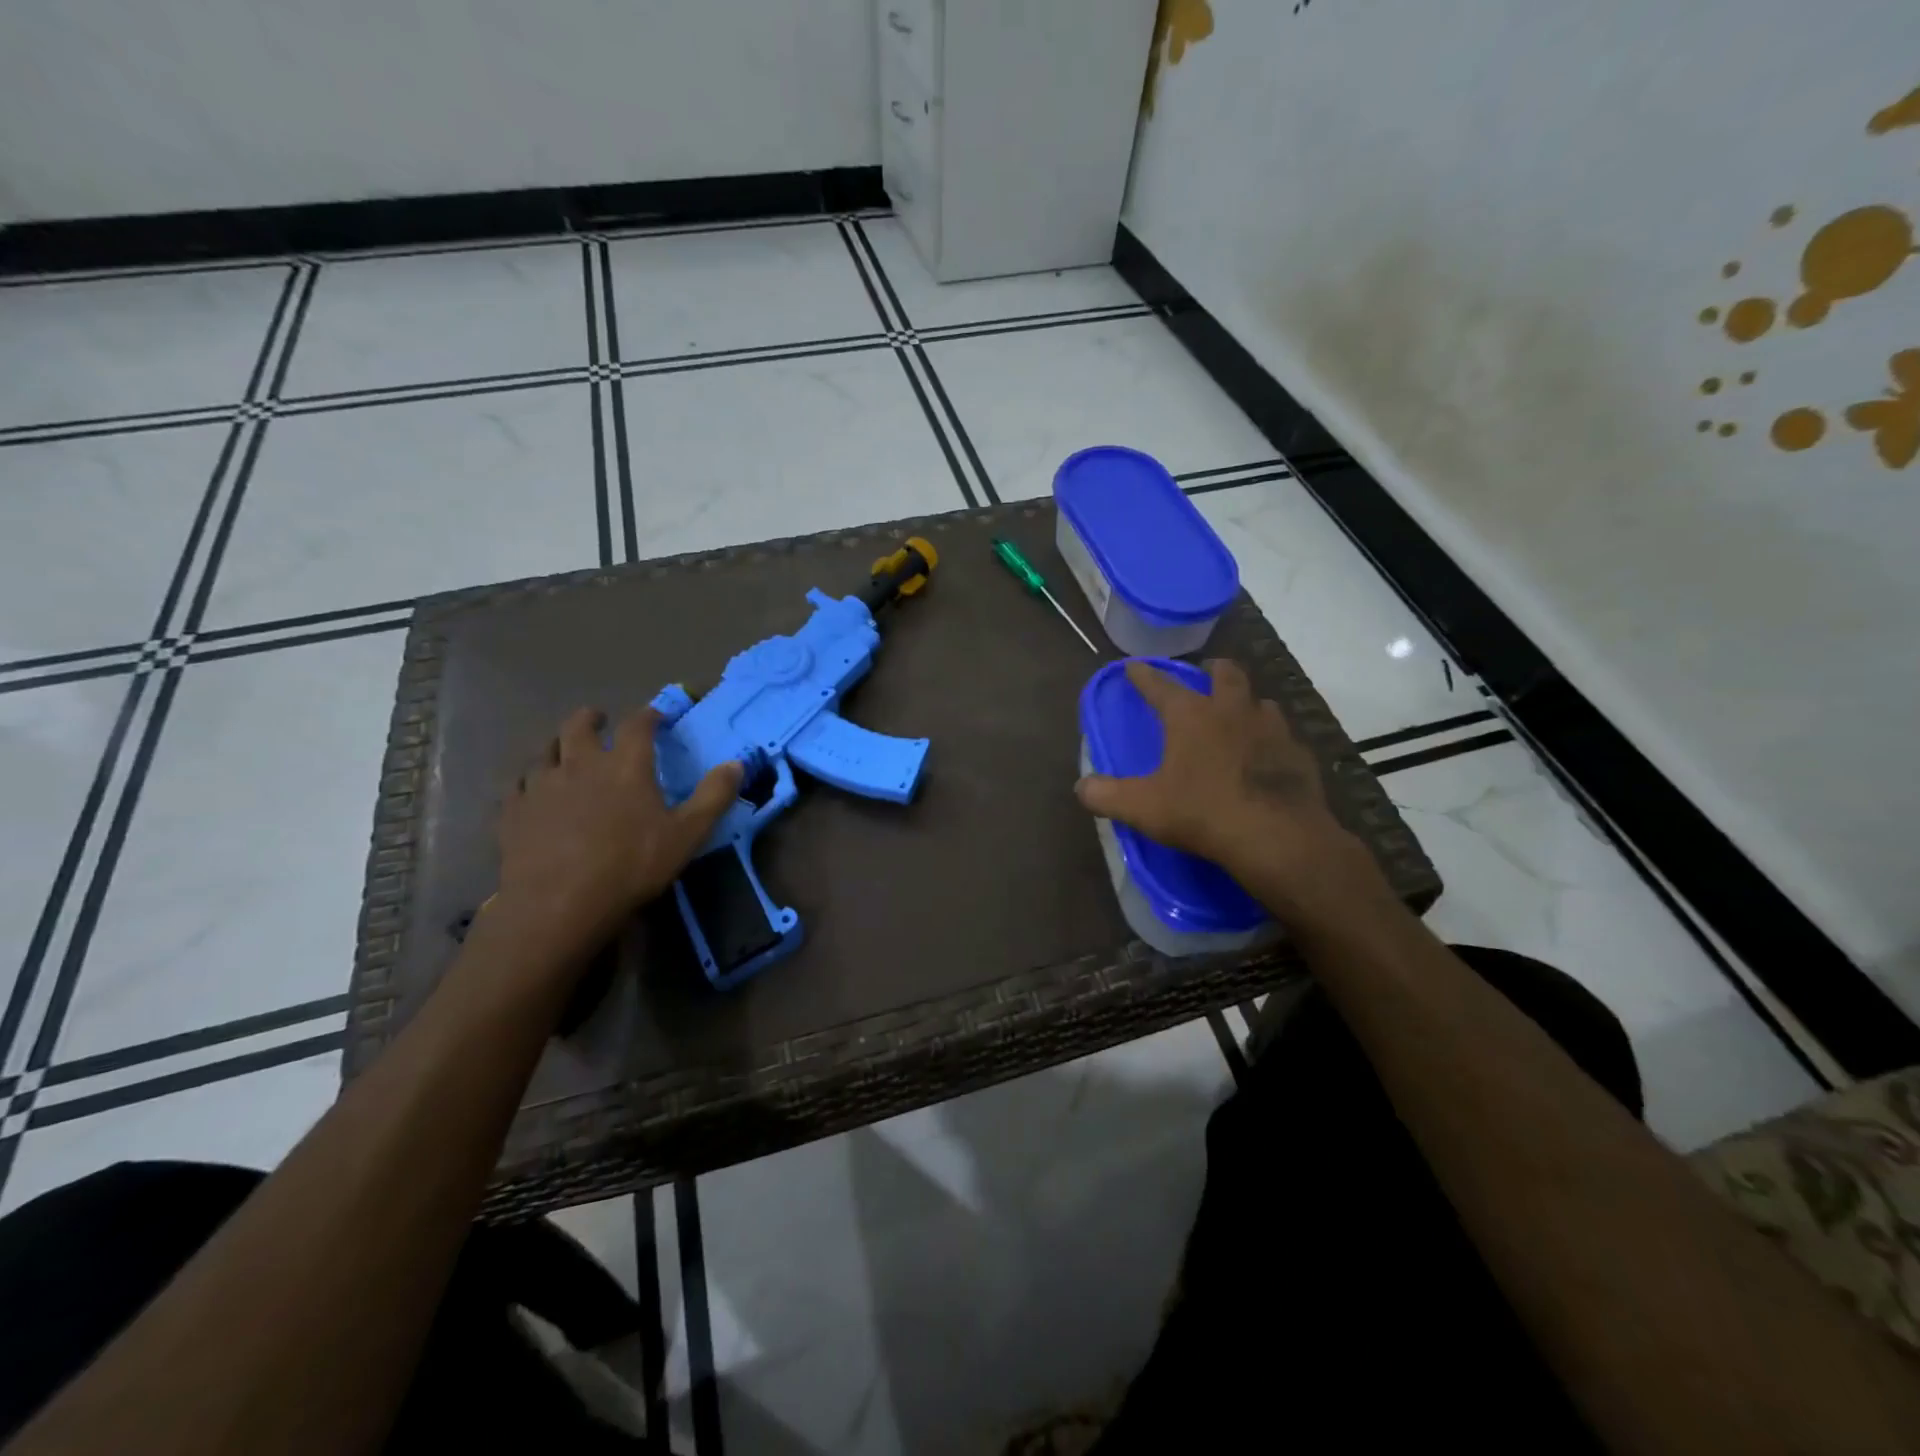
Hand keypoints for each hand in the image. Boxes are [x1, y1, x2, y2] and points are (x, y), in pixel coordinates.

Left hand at [491, 707, 741, 972]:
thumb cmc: (631, 866)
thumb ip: (714, 796)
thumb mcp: (687, 834)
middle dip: (591, 718)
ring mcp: (540, 786)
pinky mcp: (513, 812)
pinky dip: (528, 781)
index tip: (656, 715)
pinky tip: (532, 792)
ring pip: (544, 752)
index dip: (648, 715)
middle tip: (599, 720)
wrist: (559, 905)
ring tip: (565, 753)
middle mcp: (579, 764)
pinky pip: (517, 786)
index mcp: (624, 764)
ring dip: (558, 746)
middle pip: (577, 726)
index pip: (637, 724)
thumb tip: (737, 763)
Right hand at [1074, 659, 1385, 919]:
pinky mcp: (1299, 754)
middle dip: (1213, 670)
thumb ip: (1107, 795)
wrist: (1276, 837)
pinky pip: (1285, 737)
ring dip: (1247, 703)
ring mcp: (1272, 729)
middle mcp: (1232, 710)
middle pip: (1226, 674)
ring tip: (1239, 715)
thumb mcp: (1143, 807)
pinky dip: (1272, 740)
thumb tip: (1081, 787)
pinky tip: (1268, 756)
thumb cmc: (1202, 813)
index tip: (1134, 666)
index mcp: (1191, 716)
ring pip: (1261, 702)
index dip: (1144, 676)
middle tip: (1206, 673)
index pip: (1161, 685)